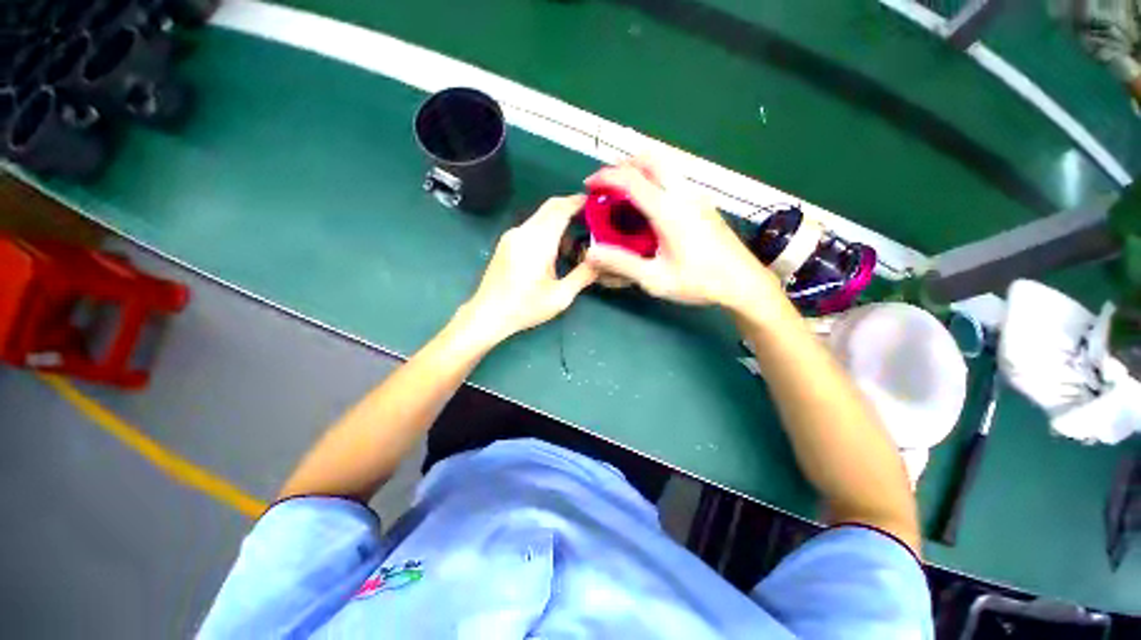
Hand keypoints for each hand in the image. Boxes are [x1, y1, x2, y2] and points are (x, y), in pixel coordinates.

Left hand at [456, 195, 596, 346]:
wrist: (487, 315)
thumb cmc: (525, 307)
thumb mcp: (560, 296)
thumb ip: (583, 275)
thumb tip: (602, 260)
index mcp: (537, 241)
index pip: (560, 209)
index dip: (579, 202)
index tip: (597, 202)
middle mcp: (523, 231)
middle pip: (550, 207)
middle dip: (571, 207)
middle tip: (592, 218)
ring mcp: (512, 236)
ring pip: (541, 217)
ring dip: (560, 222)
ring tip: (577, 242)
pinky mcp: (507, 243)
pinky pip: (532, 227)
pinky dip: (548, 231)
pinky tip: (556, 250)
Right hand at [583, 158, 783, 313]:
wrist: (743, 282)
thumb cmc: (699, 282)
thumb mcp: (655, 278)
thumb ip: (622, 264)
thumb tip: (591, 253)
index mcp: (669, 211)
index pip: (632, 179)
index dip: (606, 177)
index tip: (589, 185)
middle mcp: (684, 194)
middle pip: (651, 158)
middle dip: (624, 164)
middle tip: (608, 184)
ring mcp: (697, 195)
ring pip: (665, 165)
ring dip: (641, 170)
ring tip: (625, 193)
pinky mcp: (703, 202)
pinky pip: (674, 179)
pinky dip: (654, 180)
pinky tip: (649, 207)